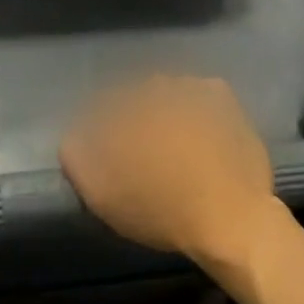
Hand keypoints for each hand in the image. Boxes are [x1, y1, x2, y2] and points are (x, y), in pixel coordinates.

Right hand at [59, 75, 281, 279]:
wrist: (231, 220)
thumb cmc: (161, 209)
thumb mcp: (101, 193)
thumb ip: (76, 156)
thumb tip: (72, 137)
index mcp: (125, 101)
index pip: (103, 104)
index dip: (103, 129)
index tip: (111, 154)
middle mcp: (157, 83)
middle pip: (136, 97)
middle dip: (136, 118)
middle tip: (143, 154)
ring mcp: (193, 86)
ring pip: (168, 93)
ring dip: (166, 111)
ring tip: (175, 149)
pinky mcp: (223, 98)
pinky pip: (200, 97)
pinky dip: (196, 111)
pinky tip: (200, 138)